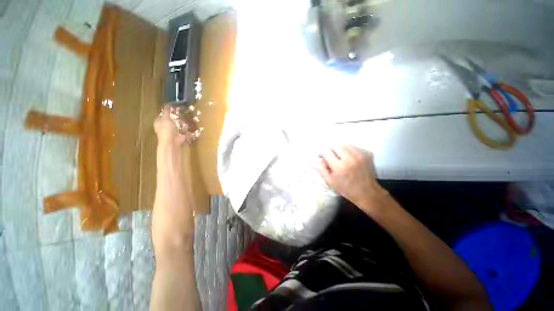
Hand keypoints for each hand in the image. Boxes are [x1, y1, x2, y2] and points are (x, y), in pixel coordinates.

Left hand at [154, 106, 187, 145]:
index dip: (167, 111)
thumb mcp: (166, 118)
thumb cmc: (167, 129)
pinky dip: (185, 129)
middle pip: (170, 120)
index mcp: (158, 122)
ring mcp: (172, 132)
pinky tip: (187, 126)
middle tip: (180, 112)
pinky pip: (183, 131)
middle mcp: (164, 127)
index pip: (162, 115)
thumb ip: (167, 111)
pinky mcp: (179, 136)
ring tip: (185, 118)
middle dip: (175, 117)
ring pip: (177, 125)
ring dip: (181, 123)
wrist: (173, 142)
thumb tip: (167, 104)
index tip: (173, 107)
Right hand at [318, 145, 386, 212]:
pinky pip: (354, 146)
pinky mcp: (367, 153)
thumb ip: (321, 168)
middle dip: (331, 149)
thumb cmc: (345, 188)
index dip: (322, 153)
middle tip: (331, 156)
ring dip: (340, 149)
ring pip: (345, 144)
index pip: (326, 150)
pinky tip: (350, 158)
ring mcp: (360, 154)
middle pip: (335, 144)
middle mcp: (350, 158)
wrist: (367, 192)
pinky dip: (349, 150)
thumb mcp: (329, 181)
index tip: (322, 156)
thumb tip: (319, 158)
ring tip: (341, 157)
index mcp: (339, 166)